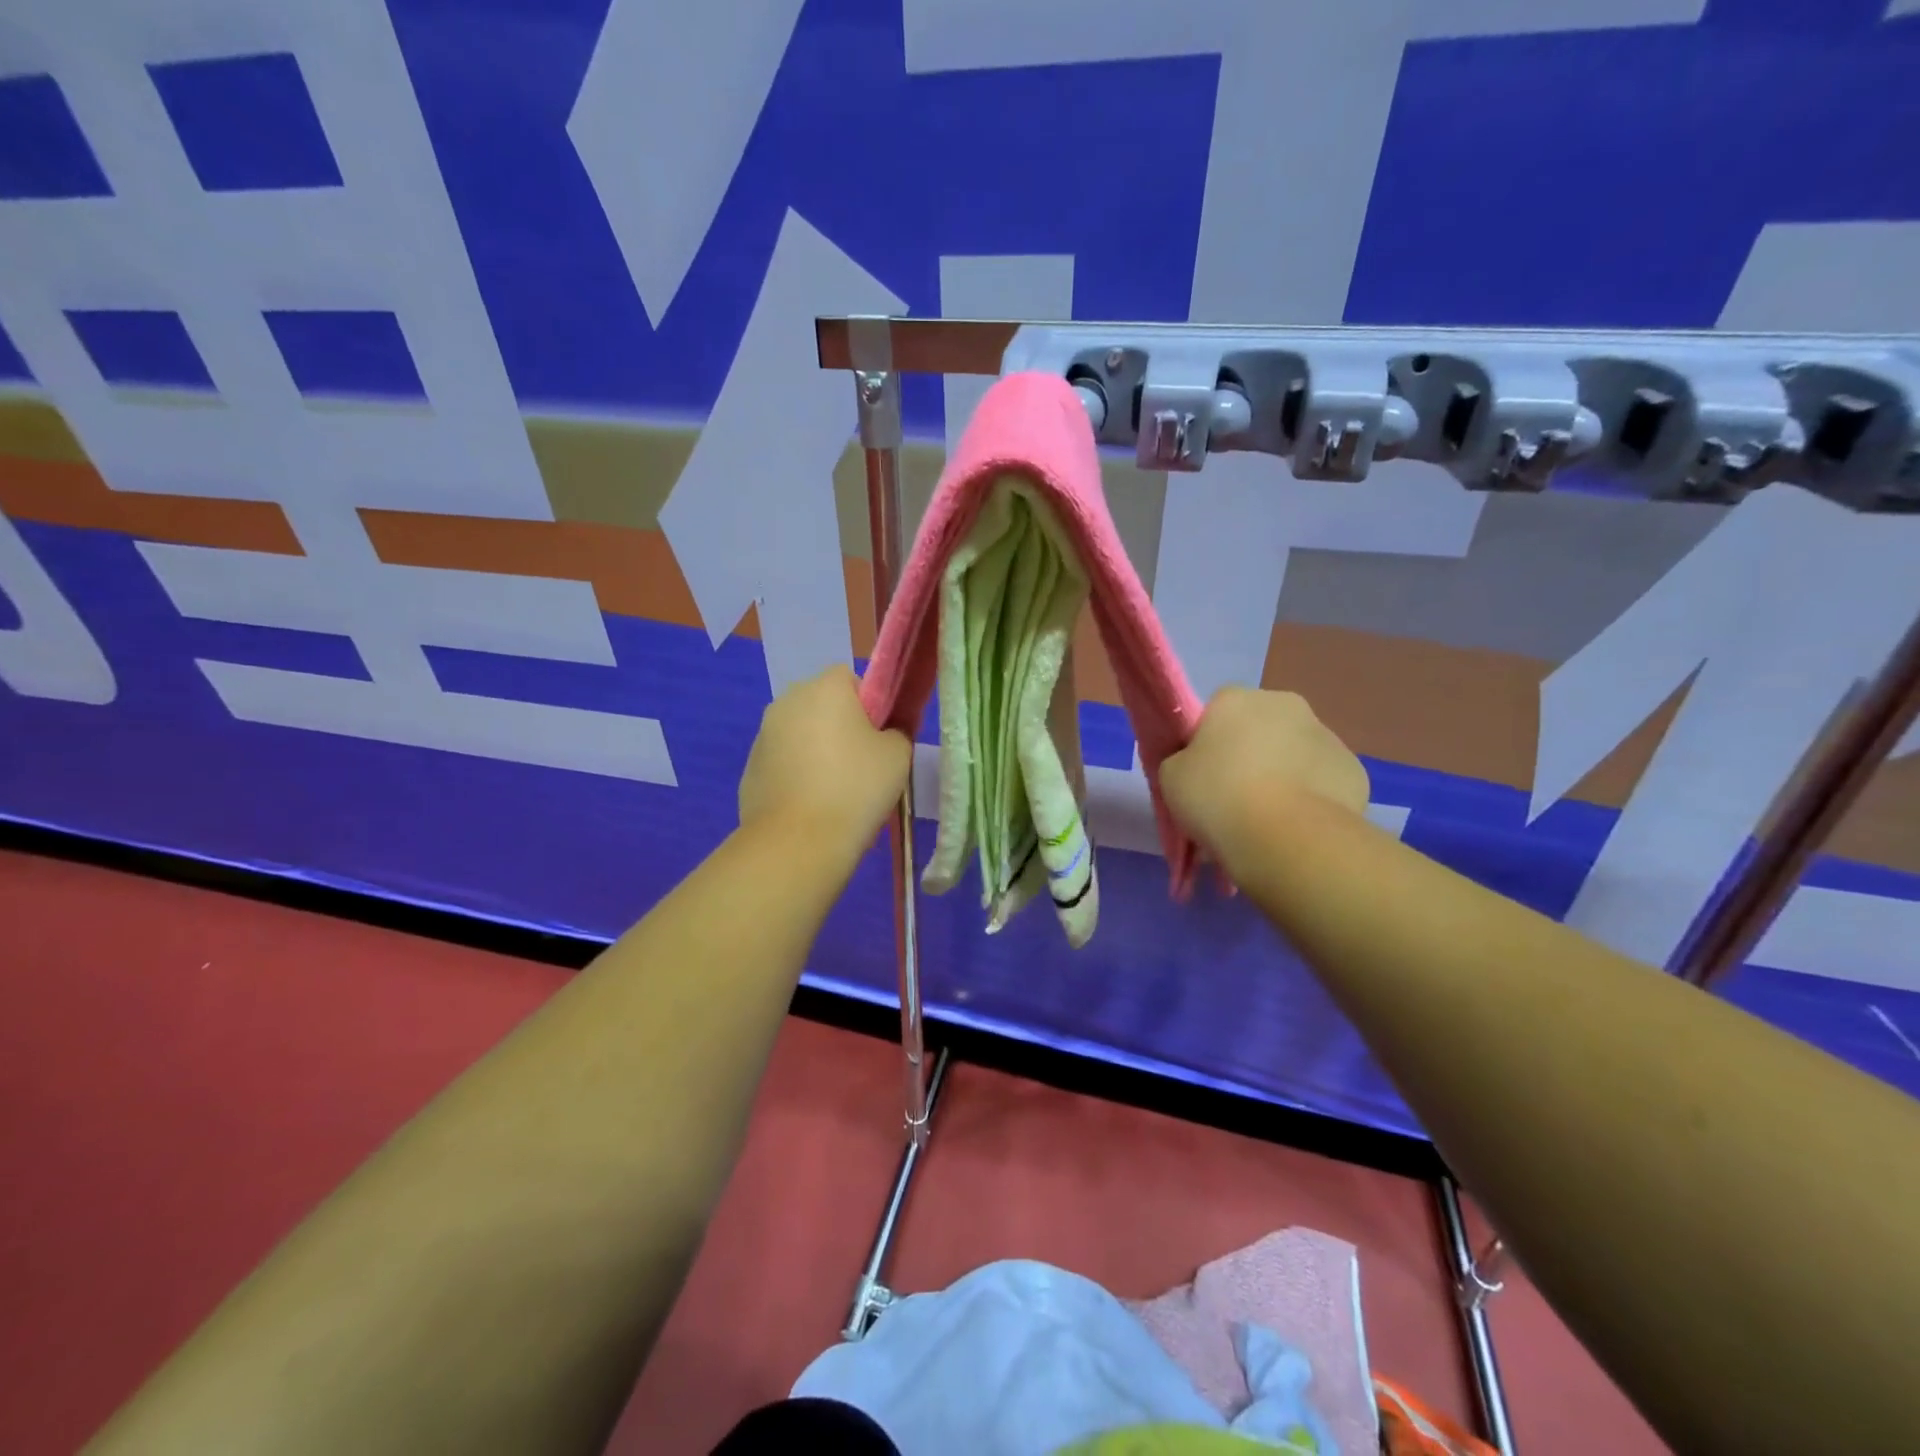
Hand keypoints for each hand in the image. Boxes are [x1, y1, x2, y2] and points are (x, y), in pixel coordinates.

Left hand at [738, 665, 912, 857]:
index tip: (880, 737)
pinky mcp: (749, 769)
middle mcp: (787, 701)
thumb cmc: (855, 788)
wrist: (797, 842)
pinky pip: (783, 763)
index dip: (870, 704)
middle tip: (862, 765)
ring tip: (836, 792)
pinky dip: (797, 776)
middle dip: (840, 726)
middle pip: (821, 704)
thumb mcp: (898, 755)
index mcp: (824, 687)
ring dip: (816, 751)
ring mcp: (763, 735)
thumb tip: (883, 734)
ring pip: (800, 734)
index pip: (850, 677)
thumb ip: (895, 732)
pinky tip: (811, 807)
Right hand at [1161, 687, 1369, 867]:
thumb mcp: (1171, 777)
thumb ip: (1182, 760)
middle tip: (1233, 799)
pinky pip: (1323, 782)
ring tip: (1268, 821)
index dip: (1207, 744)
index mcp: (1235, 698)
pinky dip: (1312, 799)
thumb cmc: (1218, 797)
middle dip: (1250, 756)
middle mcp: (1285, 704)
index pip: (1215, 713)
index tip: (1202, 777)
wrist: (1287, 838)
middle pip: (1260, 729)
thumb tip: (1200, 764)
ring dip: (1283, 776)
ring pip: (1295, 754)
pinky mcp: (1355, 771)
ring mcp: (1327, 735)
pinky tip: (1298, 828)